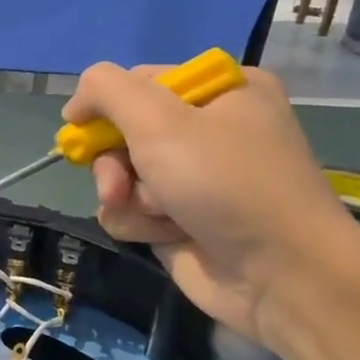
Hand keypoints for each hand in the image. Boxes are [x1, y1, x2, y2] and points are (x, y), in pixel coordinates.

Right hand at [63, 63, 359, 342]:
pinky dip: (140, 223)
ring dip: (127, 195)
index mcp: (222, 90)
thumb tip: (78, 103)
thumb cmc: (225, 183)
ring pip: (122, 173)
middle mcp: (211, 129)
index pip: (140, 82)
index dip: (106, 106)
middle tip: (117, 185)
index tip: (81, 127)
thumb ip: (106, 90)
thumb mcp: (159, 120)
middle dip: (114, 161)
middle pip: (124, 131)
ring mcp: (197, 177)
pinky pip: (134, 209)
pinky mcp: (183, 218)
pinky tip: (166, 235)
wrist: (282, 277)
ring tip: (155, 215)